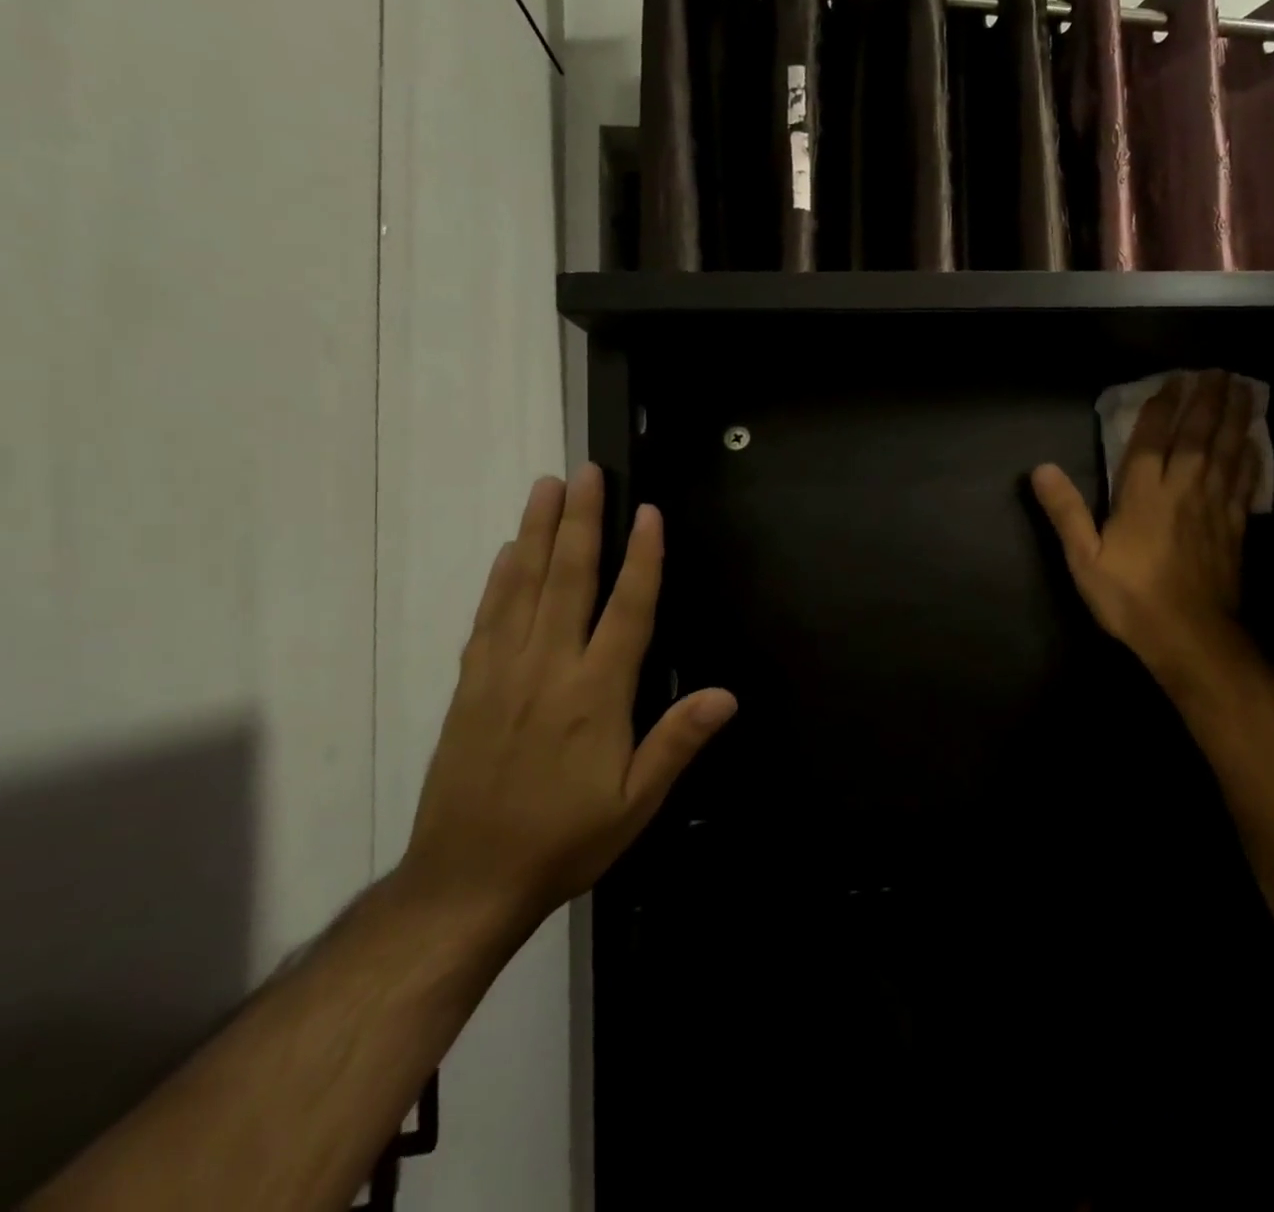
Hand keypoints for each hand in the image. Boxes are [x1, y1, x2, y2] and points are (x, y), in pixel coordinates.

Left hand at [399, 465, 735, 939]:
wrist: (464, 883)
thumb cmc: (565, 839)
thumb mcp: (636, 803)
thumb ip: (677, 742)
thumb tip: (726, 695)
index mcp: (595, 695)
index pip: (626, 610)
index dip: (641, 559)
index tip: (646, 513)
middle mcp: (548, 670)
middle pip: (568, 579)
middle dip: (582, 521)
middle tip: (588, 472)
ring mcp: (502, 673)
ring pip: (523, 587)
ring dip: (538, 532)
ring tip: (548, 487)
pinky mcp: (471, 686)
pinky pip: (488, 617)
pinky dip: (501, 577)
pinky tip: (511, 551)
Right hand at [1032, 370, 1258, 685]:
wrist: (1189, 636)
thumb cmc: (1131, 597)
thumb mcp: (1084, 559)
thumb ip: (1066, 512)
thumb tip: (1040, 469)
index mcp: (1142, 494)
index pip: (1151, 439)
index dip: (1161, 407)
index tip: (1172, 380)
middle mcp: (1182, 489)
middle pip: (1197, 435)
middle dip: (1205, 400)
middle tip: (1215, 370)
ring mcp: (1213, 506)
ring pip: (1227, 450)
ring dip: (1234, 417)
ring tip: (1243, 387)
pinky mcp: (1235, 526)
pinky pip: (1246, 482)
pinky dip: (1252, 458)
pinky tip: (1257, 443)